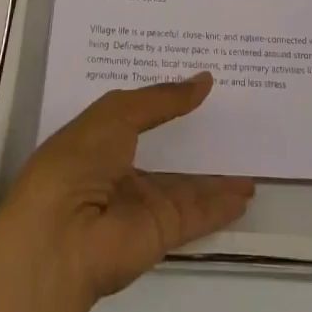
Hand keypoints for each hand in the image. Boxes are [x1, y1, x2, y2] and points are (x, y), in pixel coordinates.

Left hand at [0, 76, 251, 311]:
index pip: (140, 110)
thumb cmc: (79, 158)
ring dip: (216, 170)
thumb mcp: (118, 112)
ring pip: (187, 182)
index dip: (167, 94)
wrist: (61, 236)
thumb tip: (204, 80)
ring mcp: (142, 202)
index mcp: (102, 135)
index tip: (198, 75)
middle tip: (233, 106)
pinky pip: (197, 212)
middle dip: (195, 129)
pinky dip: (221, 203)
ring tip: (250, 147)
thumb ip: (163, 99)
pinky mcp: (160, 231)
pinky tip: (247, 190)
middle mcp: (122, 167)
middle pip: (167, 146)